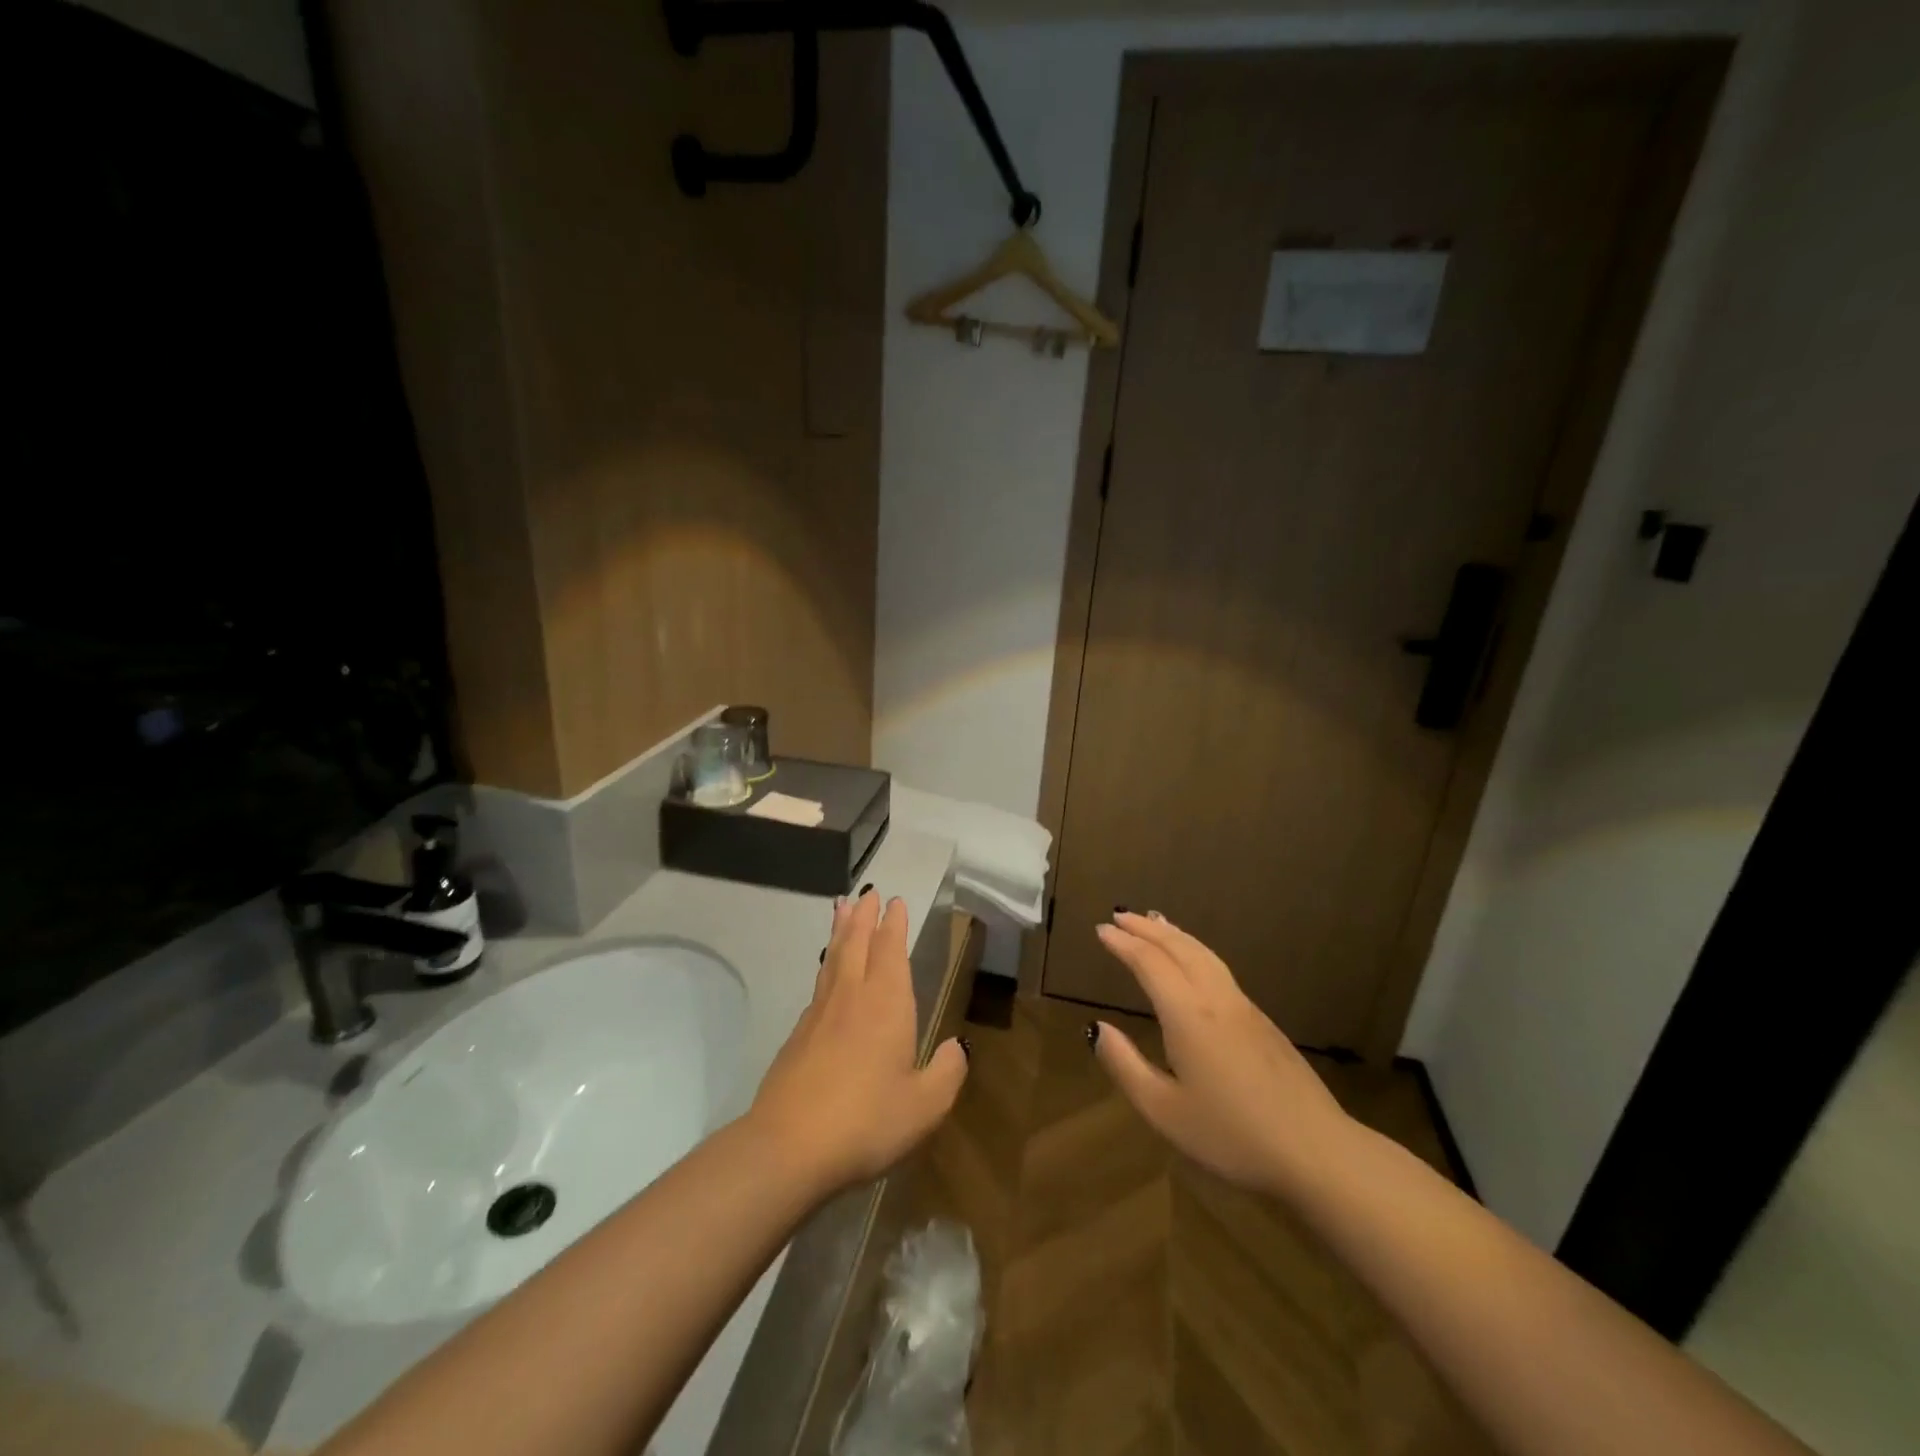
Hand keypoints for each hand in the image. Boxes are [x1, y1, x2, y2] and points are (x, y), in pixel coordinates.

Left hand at [749, 892, 967, 1195]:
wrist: (788, 1146)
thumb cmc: (866, 1121)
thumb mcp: (925, 1106)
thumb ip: (947, 1073)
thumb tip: (957, 1047)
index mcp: (886, 1004)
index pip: (890, 950)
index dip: (894, 924)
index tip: (894, 901)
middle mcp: (851, 997)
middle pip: (856, 943)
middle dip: (864, 916)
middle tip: (867, 892)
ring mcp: (819, 1014)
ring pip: (832, 959)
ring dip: (840, 931)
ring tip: (841, 909)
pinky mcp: (797, 1036)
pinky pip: (818, 985)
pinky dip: (825, 966)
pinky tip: (827, 974)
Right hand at [1091, 911, 1353, 1195]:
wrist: (1316, 1151)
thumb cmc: (1233, 1135)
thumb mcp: (1165, 1111)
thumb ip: (1126, 1065)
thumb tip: (1096, 1028)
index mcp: (1188, 1015)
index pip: (1150, 963)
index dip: (1123, 944)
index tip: (1101, 929)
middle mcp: (1216, 999)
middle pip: (1179, 948)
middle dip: (1147, 928)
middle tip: (1120, 915)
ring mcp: (1244, 1007)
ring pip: (1204, 954)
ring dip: (1174, 934)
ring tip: (1155, 921)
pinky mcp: (1263, 1022)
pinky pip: (1219, 968)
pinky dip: (1195, 950)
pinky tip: (1194, 960)